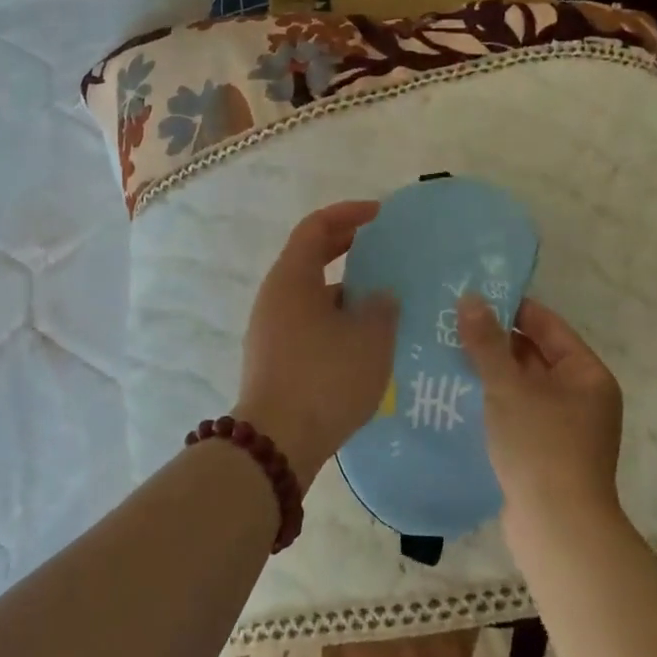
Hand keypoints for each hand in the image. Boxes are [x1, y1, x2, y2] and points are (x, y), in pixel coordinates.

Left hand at [236, 201, 398, 483]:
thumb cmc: (325, 378)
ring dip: (346, 291)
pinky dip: (336, 319)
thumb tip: (380, 297)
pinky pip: (309, 323)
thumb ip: (382, 308)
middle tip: (385, 251)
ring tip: (385, 301)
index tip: (380, 215)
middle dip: (348, 249)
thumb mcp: (369, 339)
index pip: (316, 227)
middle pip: (310, 258)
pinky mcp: (274, 358)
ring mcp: (270, 329)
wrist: (277, 443)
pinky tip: (365, 341)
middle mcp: (275, 297)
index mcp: (292, 278)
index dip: (348, 214)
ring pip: (312, 295)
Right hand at [457, 295, 623, 520]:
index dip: (511, 309)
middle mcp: (582, 396)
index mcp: (586, 374)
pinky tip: (459, 397)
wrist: (558, 528)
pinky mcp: (545, 453)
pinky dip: (493, 403)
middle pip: (534, 355)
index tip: (471, 297)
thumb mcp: (509, 387)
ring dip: (490, 373)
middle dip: (494, 342)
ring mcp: (565, 427)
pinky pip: (517, 414)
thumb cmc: (540, 446)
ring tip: (446, 355)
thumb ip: (487, 342)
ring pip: (522, 387)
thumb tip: (470, 298)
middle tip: (450, 326)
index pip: (547, 326)